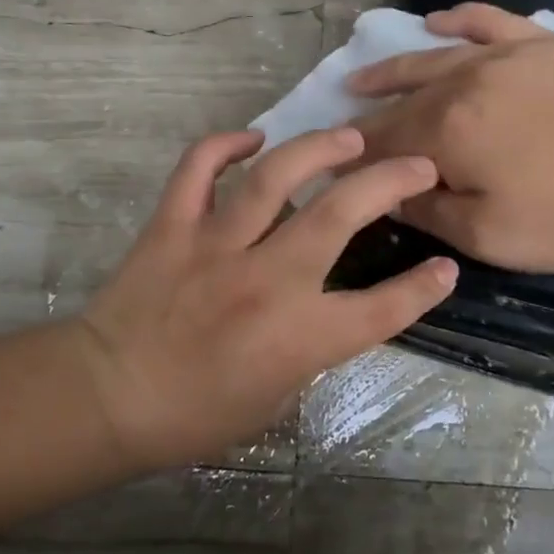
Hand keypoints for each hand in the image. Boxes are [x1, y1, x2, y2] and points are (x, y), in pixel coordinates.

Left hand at [78, 127, 457, 471]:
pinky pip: (197, 169)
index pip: (380, 308)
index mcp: (297, 337)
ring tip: (348, 137)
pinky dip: (222, 145)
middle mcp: (265, 281)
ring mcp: (215, 246)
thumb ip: (310, 348)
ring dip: (317, 149)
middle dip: (388, 182)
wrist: (107, 398)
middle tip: (416, 163)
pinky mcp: (172, 226)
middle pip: (338, 215)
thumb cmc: (194, 416)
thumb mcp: (273, 400)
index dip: (423, 289)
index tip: (446, 266)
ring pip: (273, 179)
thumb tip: (327, 306)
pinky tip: (251, 138)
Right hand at [349, 3, 553, 274]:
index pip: (383, 140)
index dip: (354, 154)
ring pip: (432, 58)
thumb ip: (425, 211)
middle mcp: (464, 81)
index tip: (333, 165)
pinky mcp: (541, 44)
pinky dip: (458, 19)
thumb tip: (385, 192)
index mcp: (446, 130)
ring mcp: (504, 55)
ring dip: (392, 71)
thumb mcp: (485, 236)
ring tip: (363, 79)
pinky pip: (489, 20)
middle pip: (401, 100)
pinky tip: (437, 21)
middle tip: (342, 130)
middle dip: (367, 117)